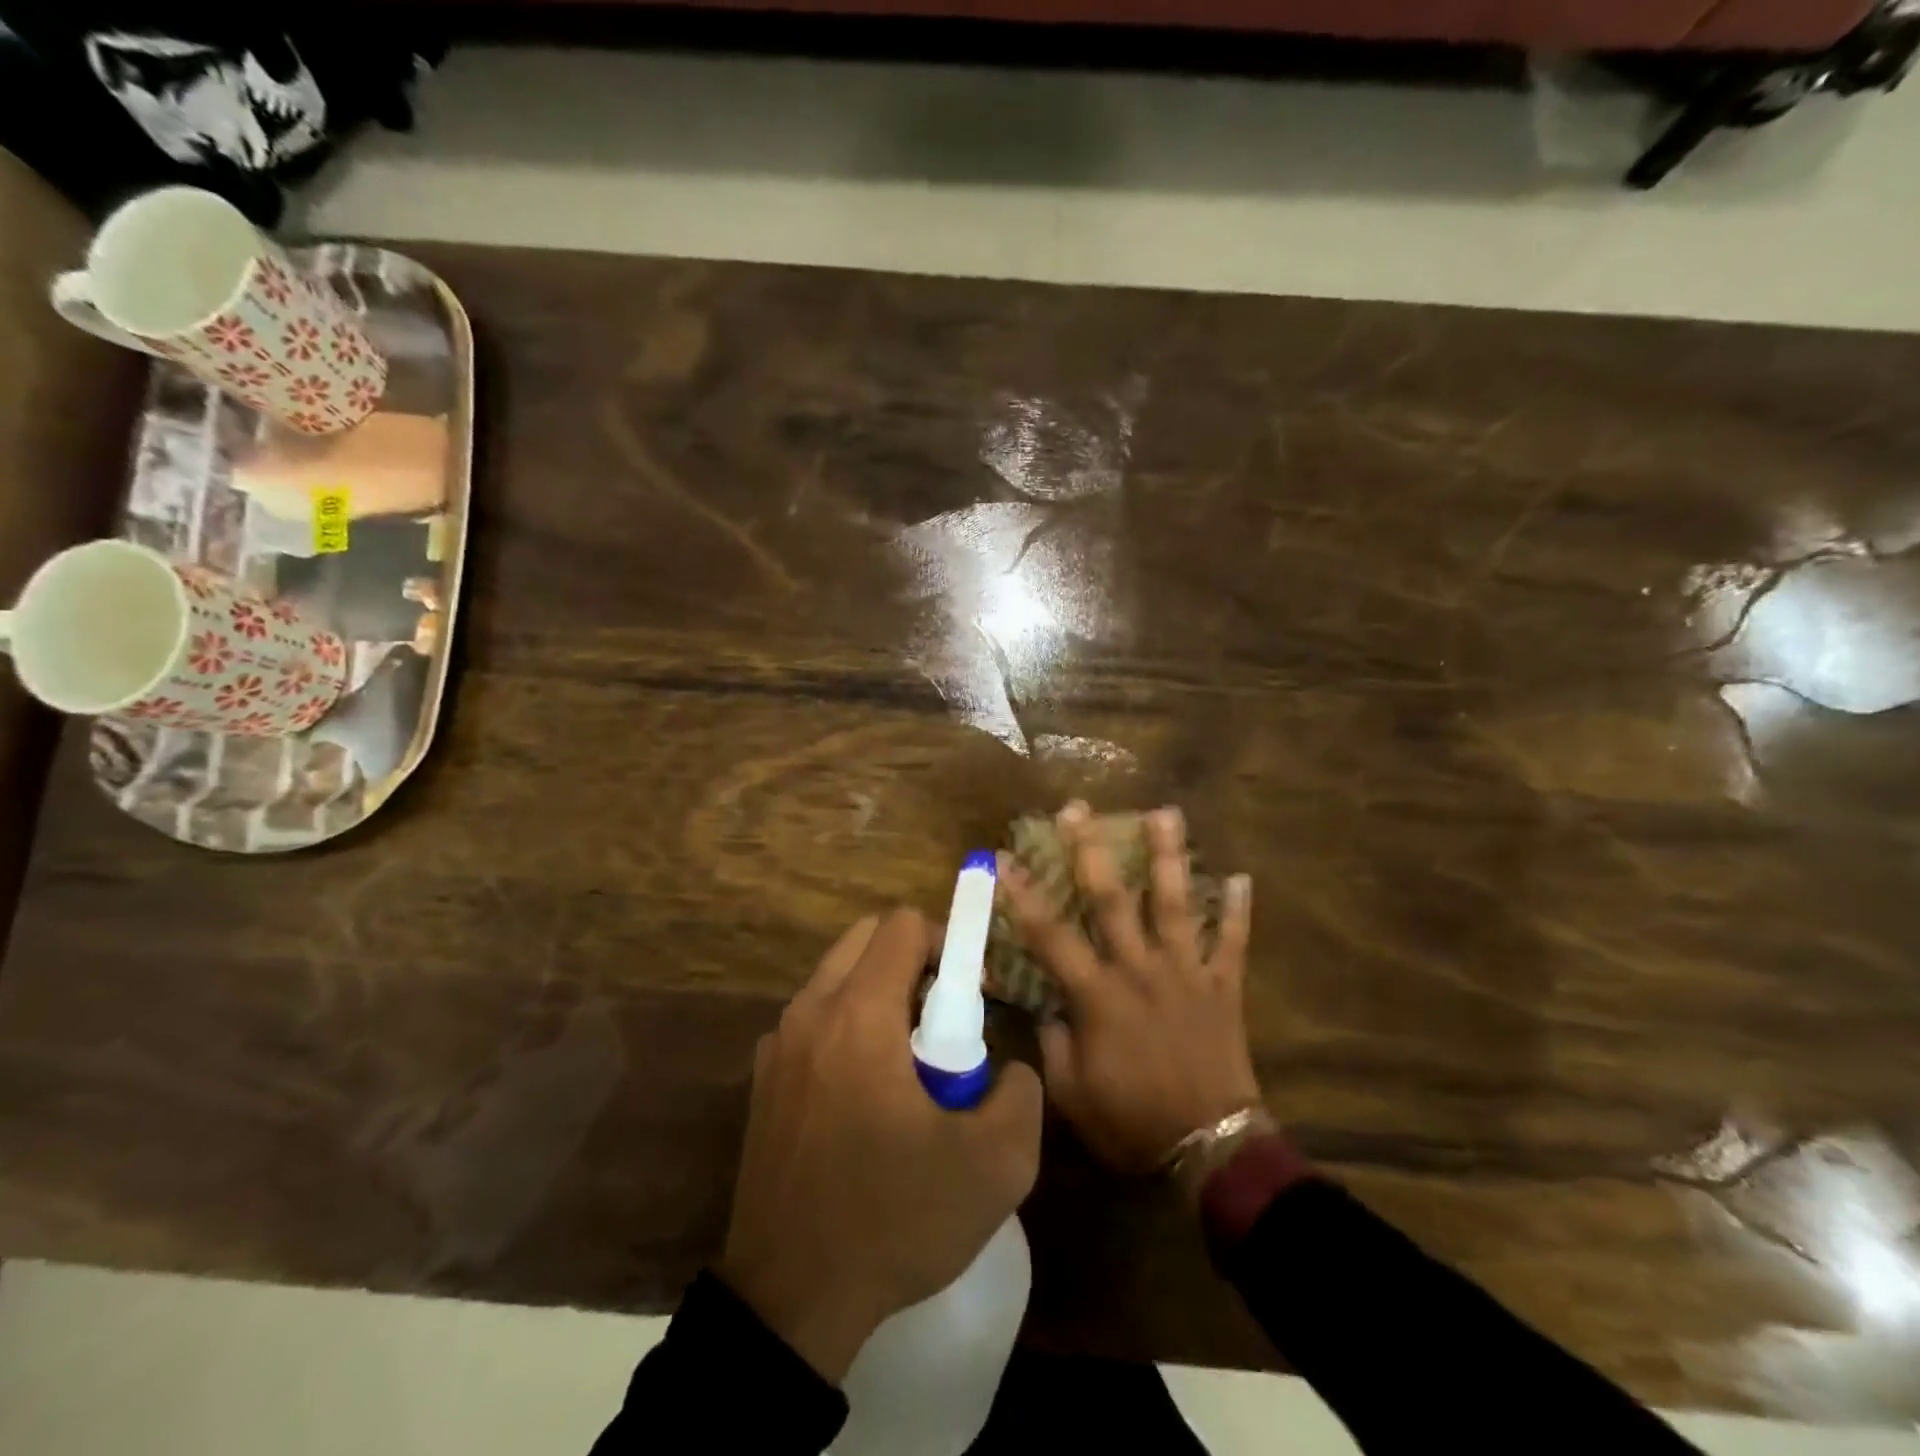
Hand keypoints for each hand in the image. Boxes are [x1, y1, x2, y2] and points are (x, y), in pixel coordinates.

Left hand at [718, 910, 1043, 1383]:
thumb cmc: (894, 1220)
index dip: (948, 943)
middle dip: (913, 960)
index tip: (971, 995)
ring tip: (909, 1061)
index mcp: (859, 1015)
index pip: (902, 925)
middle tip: (944, 1019)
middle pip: (866, 937)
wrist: (789, 1301)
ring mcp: (778, 1044)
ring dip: (880, 992)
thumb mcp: (995, 1166)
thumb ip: (1021, 1094)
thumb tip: (1008, 1067)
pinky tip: (866, 1093)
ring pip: (837, 976)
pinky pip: (814, 1019)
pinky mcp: (763, 1079)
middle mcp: (810, 1012)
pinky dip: (847, 1025)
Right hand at [1000, 802, 1260, 1174]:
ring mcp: (1186, 973)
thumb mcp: (1072, 1095)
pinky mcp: (1223, 987)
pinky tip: (1243, 877)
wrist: (1211, 1149)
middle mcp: (1140, 969)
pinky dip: (1237, 911)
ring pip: (1175, 904)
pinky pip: (1231, 942)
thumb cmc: (1133, 1122)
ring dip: (1169, 857)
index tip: (1003, 857)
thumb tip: (1047, 1008)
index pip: (1050, 935)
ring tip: (1166, 812)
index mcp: (1098, 995)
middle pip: (1111, 899)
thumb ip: (1053, 1044)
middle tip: (1079, 808)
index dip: (1022, 895)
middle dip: (1090, 850)